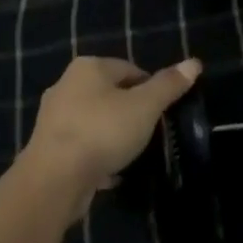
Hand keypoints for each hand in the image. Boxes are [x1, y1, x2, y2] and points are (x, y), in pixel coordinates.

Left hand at [22, 56, 202, 219]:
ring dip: (113, 134)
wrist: (54, 179)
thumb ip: (168, 86)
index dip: (151, 89)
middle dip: (131, 112)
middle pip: (110, 93)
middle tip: (149, 133)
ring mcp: (54, 117)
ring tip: (132, 154)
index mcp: (88, 67)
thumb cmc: (102, 132)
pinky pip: (82, 145)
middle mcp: (66, 85)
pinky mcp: (48, 147)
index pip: (130, 69)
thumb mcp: (144, 107)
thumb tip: (194, 63)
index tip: (163, 113)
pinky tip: (111, 173)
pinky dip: (97, 155)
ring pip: (95, 120)